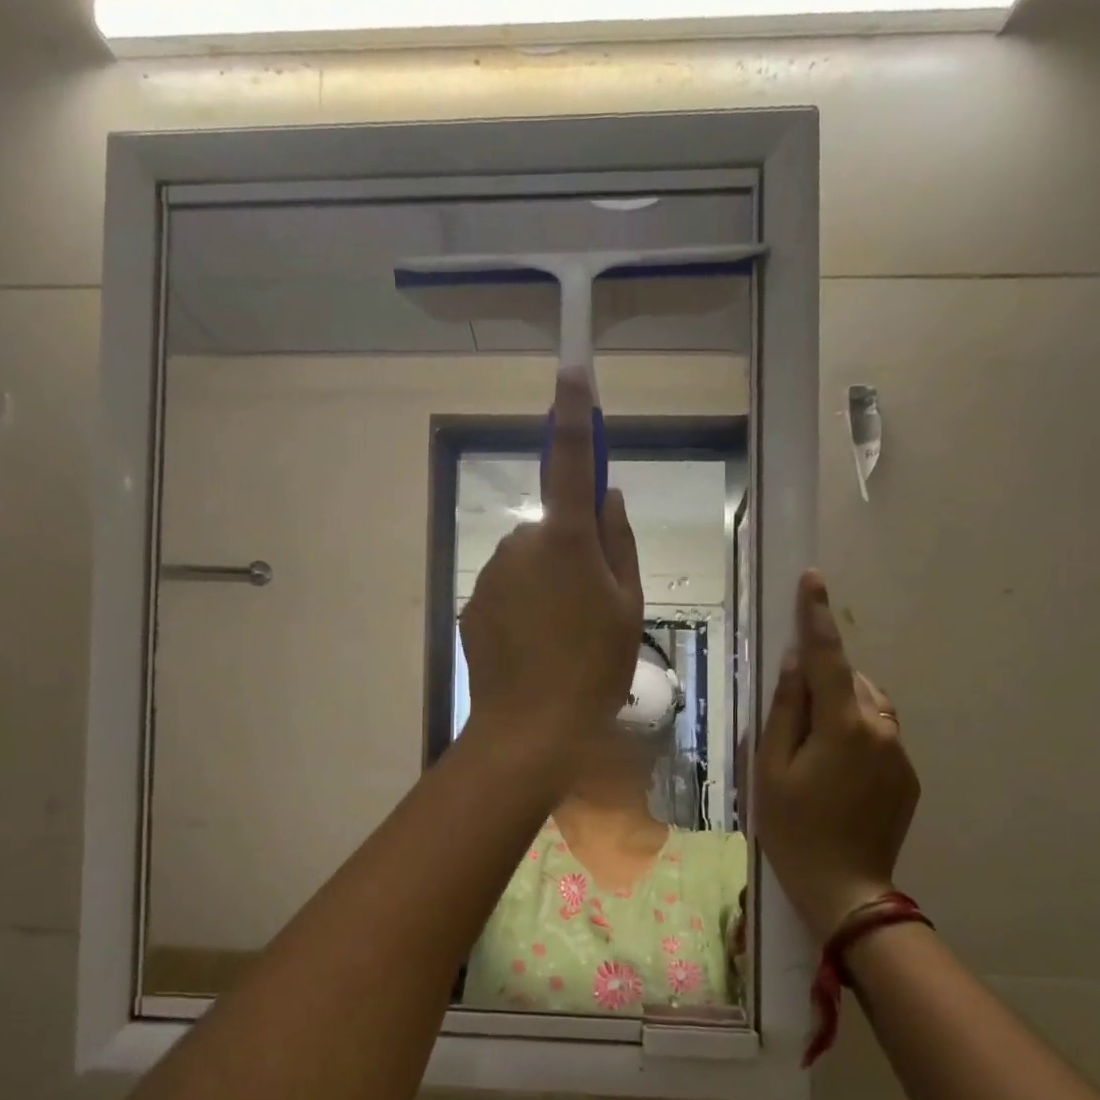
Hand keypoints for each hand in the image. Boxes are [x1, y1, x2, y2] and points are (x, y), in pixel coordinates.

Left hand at [460, 368, 642, 781]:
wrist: (530, 728)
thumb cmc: (594, 668)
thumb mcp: (628, 606)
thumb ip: (619, 543)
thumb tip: (607, 496)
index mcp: (564, 538)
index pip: (570, 461)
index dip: (574, 414)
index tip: (571, 371)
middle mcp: (519, 543)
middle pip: (551, 528)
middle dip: (571, 551)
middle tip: (592, 605)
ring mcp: (489, 575)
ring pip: (528, 562)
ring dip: (546, 584)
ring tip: (562, 638)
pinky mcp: (471, 605)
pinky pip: (506, 591)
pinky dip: (521, 608)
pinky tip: (533, 649)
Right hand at [755, 570, 919, 941]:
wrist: (844, 887)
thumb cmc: (792, 826)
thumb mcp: (770, 767)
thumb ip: (784, 709)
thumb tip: (794, 663)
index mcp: (843, 725)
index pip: (827, 657)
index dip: (817, 616)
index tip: (812, 578)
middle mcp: (880, 729)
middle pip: (849, 680)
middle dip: (823, 680)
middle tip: (792, 717)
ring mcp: (899, 753)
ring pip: (868, 705)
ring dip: (841, 706)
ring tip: (812, 745)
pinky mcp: (908, 775)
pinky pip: (879, 733)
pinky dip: (856, 733)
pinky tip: (835, 770)